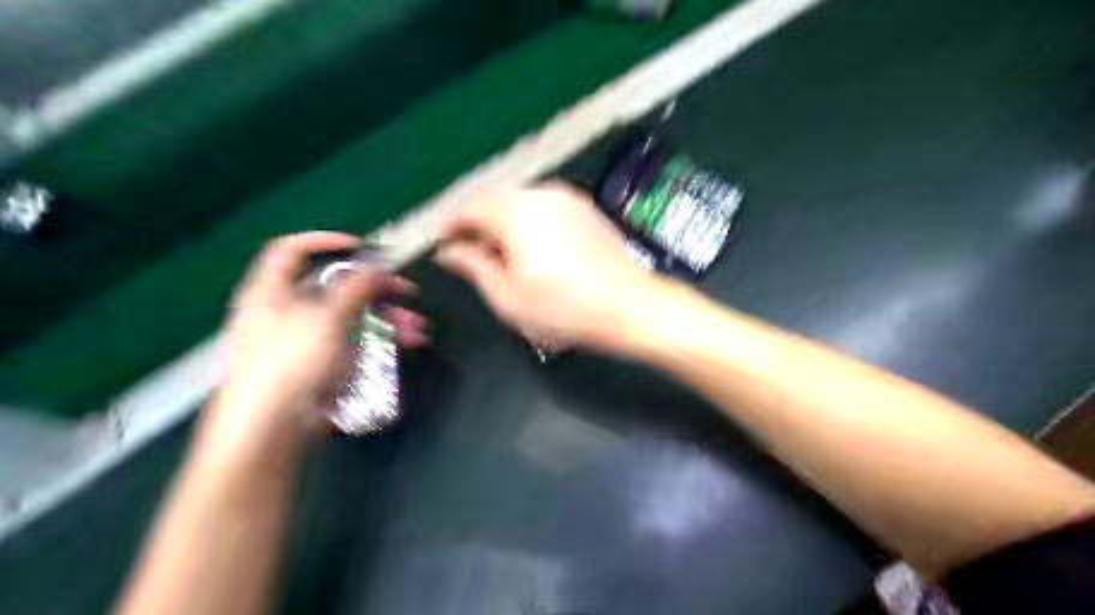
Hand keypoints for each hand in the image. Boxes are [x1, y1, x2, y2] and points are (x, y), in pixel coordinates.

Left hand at [203, 236, 428, 456]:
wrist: (271, 429)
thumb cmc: (292, 363)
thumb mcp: (329, 317)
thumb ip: (358, 286)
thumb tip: (379, 267)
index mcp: (273, 290)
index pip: (292, 250)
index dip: (326, 241)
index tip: (363, 247)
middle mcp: (287, 310)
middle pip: (335, 286)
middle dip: (376, 288)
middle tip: (407, 291)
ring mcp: (306, 339)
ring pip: (352, 317)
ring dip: (387, 317)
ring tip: (417, 327)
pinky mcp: (322, 363)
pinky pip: (354, 341)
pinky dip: (380, 339)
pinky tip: (407, 343)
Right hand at [437, 182, 657, 353]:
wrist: (631, 306)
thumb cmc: (565, 310)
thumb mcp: (507, 296)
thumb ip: (472, 266)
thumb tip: (448, 251)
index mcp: (516, 212)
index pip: (470, 207)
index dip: (452, 226)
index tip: (444, 245)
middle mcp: (541, 193)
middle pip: (496, 200)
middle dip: (479, 224)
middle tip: (471, 254)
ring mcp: (568, 197)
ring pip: (521, 201)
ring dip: (504, 222)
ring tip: (503, 255)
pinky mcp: (586, 208)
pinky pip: (545, 206)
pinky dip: (530, 221)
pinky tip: (535, 248)